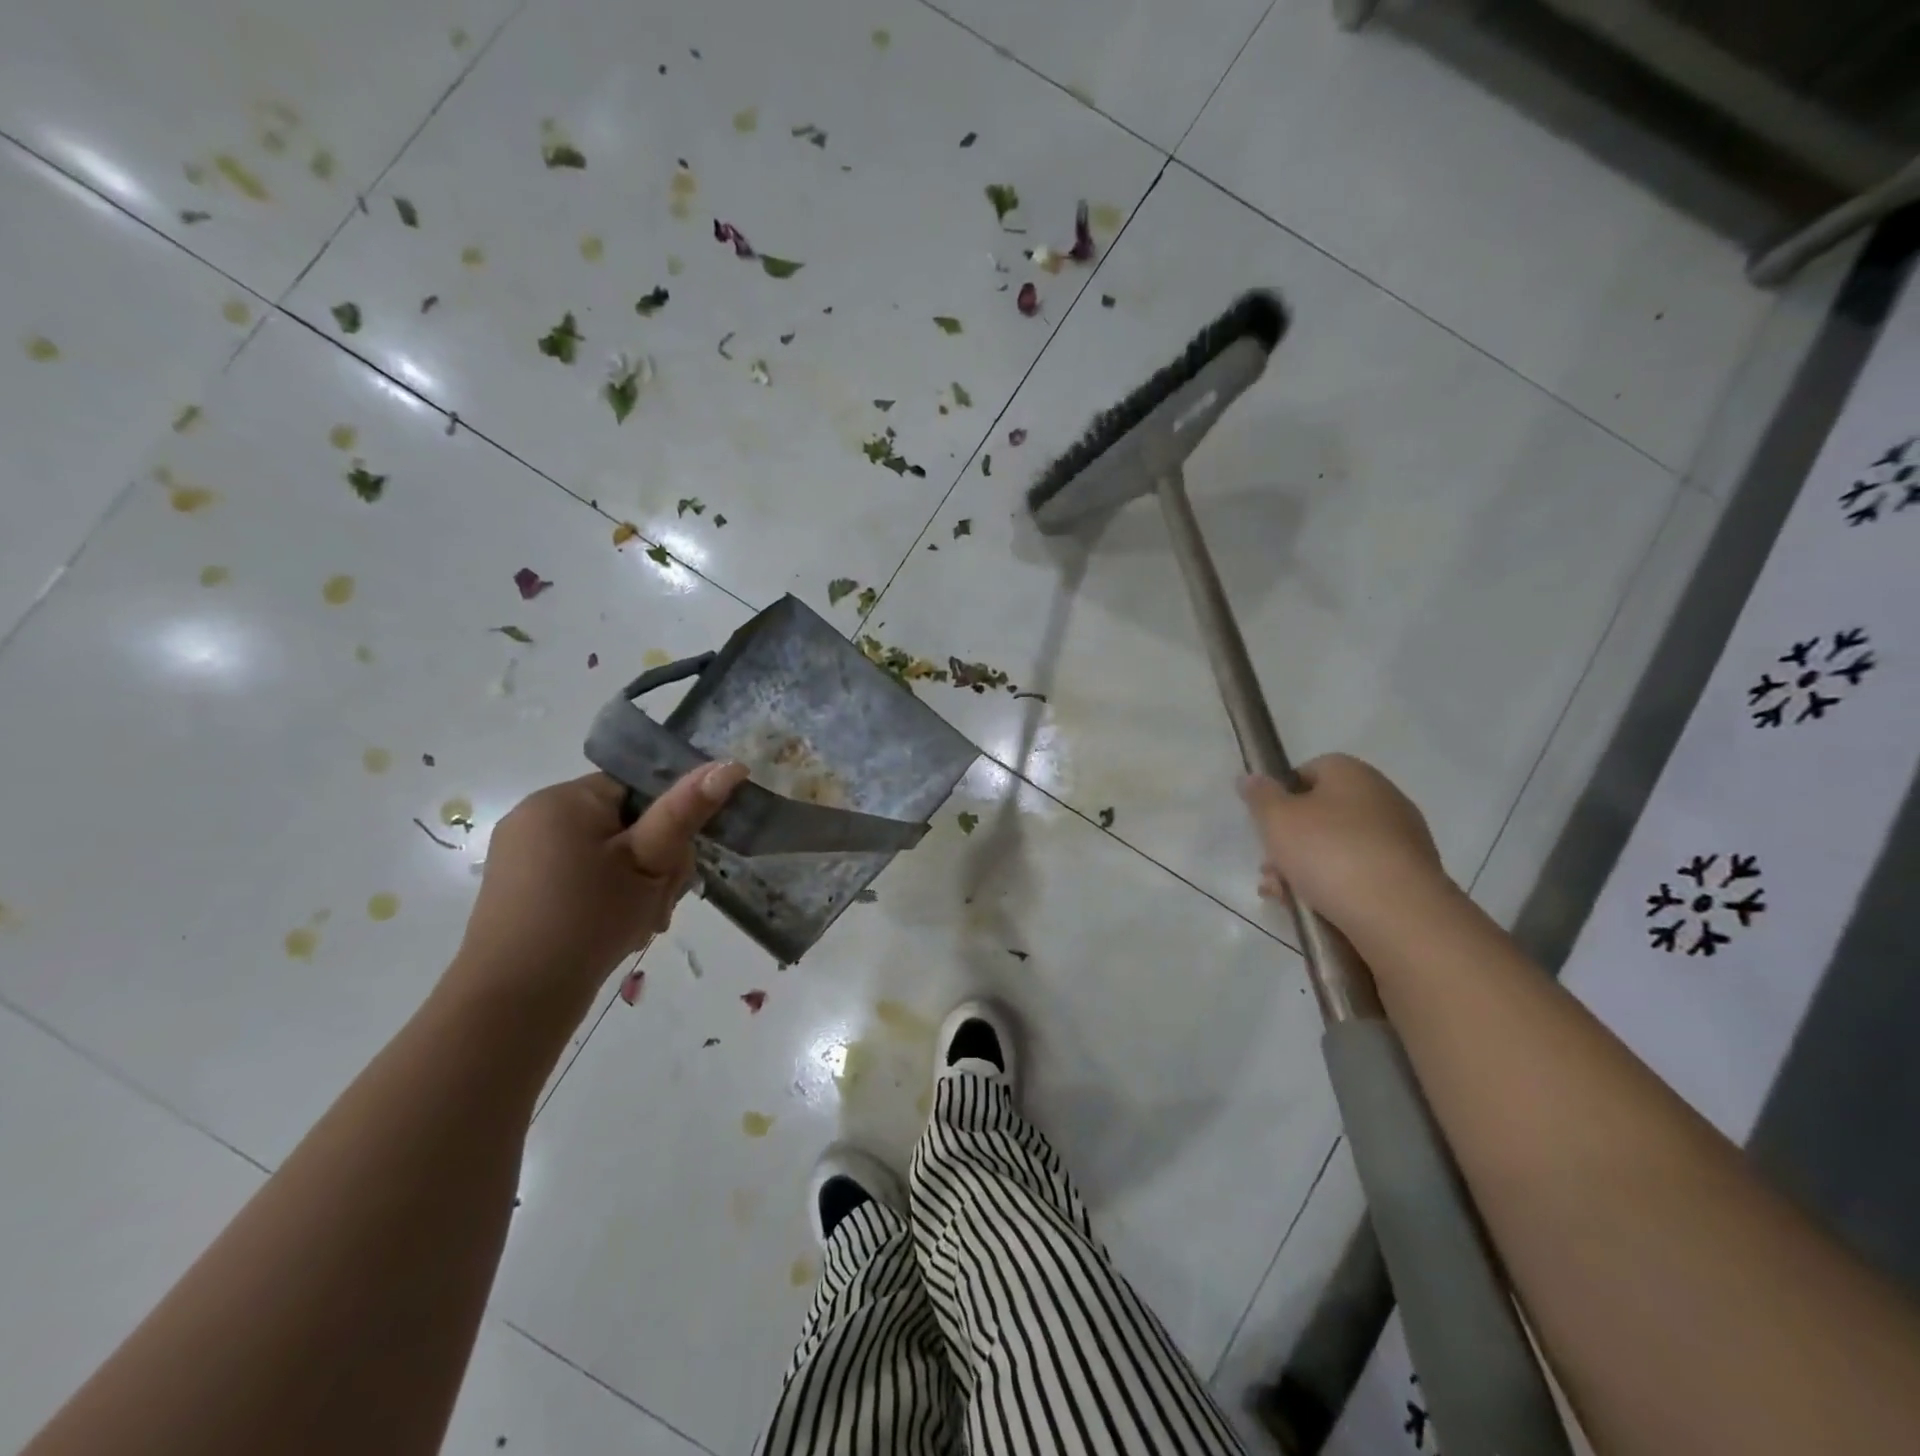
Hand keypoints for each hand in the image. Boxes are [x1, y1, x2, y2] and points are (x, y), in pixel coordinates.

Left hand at [449, 762, 749, 1008]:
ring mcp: (521, 852)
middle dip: (653, 862)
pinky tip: (613, 929)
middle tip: (658, 905)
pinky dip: (603, 896)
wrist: (513, 1002)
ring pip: (605, 853)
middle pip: (624, 822)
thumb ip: (687, 810)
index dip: (669, 822)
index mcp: (565, 798)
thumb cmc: (588, 920)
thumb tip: (731, 764)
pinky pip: (578, 875)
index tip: (675, 865)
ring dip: (634, 883)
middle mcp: (536, 814)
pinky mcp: (518, 886)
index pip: (638, 788)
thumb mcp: (649, 862)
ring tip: (639, 923)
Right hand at [1240, 754, 1447, 932]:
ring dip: (1307, 868)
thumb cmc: (1330, 853)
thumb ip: (1260, 796)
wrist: (1399, 915)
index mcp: (1353, 774)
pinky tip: (1316, 910)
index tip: (1265, 824)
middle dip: (1291, 841)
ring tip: (1285, 896)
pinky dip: (1336, 887)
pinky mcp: (1409, 877)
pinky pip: (1360, 874)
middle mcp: (1382, 798)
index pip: (1309, 770)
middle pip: (1321, 813)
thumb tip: (1252, 778)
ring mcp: (1400, 839)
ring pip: (1337, 848)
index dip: (1281, 795)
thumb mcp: (1277, 819)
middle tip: (1270, 866)